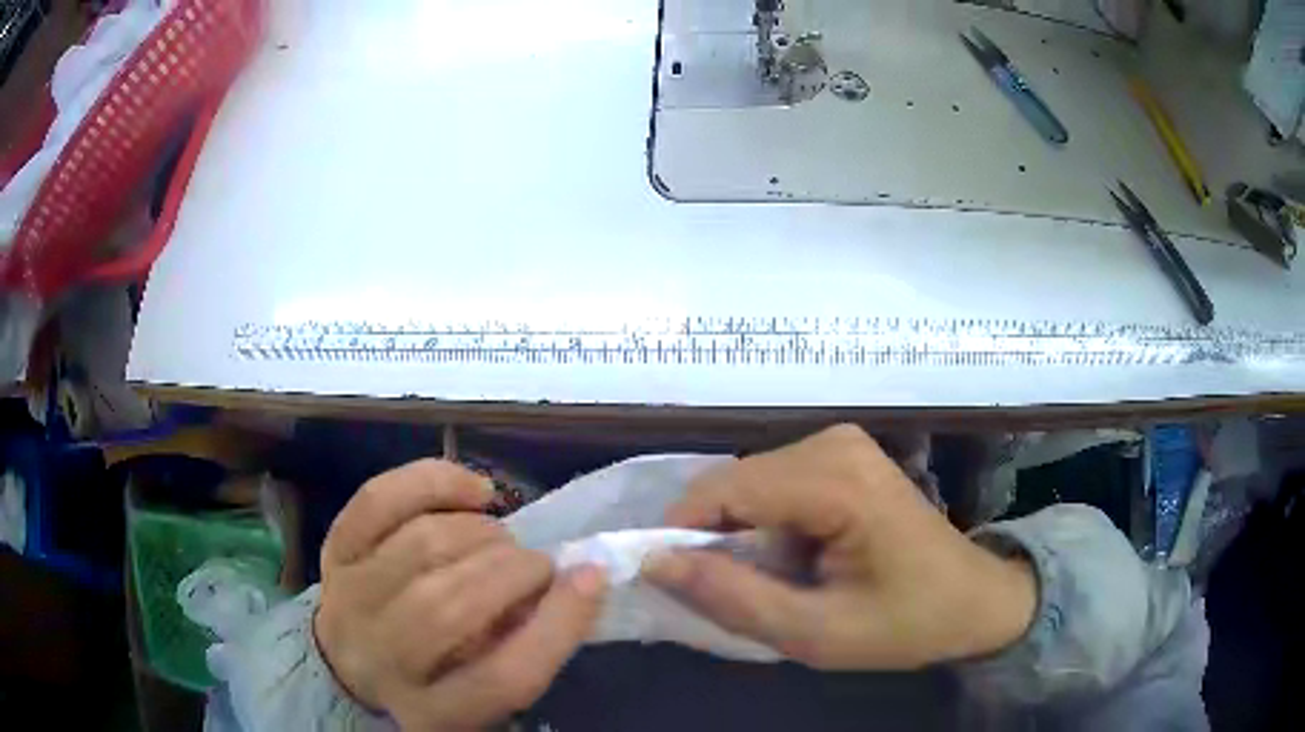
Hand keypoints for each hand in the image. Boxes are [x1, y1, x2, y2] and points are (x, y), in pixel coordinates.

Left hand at [314, 460, 605, 729]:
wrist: (350, 665)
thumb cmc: (436, 682)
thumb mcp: (485, 695)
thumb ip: (526, 649)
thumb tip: (573, 581)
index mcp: (429, 713)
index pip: (501, 678)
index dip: (556, 626)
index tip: (591, 578)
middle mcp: (377, 659)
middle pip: (452, 605)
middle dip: (514, 570)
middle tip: (539, 564)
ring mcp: (348, 599)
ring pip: (422, 545)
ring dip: (482, 532)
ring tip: (502, 540)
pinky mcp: (333, 552)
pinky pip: (380, 500)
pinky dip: (435, 483)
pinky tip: (474, 491)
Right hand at [643, 425, 1034, 669]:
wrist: (975, 600)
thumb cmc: (906, 623)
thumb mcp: (815, 633)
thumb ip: (733, 599)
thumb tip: (654, 563)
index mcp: (836, 481)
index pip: (723, 492)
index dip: (682, 536)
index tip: (674, 586)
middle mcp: (833, 442)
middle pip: (733, 484)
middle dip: (714, 540)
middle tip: (727, 595)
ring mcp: (841, 442)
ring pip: (749, 483)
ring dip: (740, 534)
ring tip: (765, 581)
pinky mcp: (844, 454)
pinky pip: (775, 483)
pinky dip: (765, 524)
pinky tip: (791, 559)